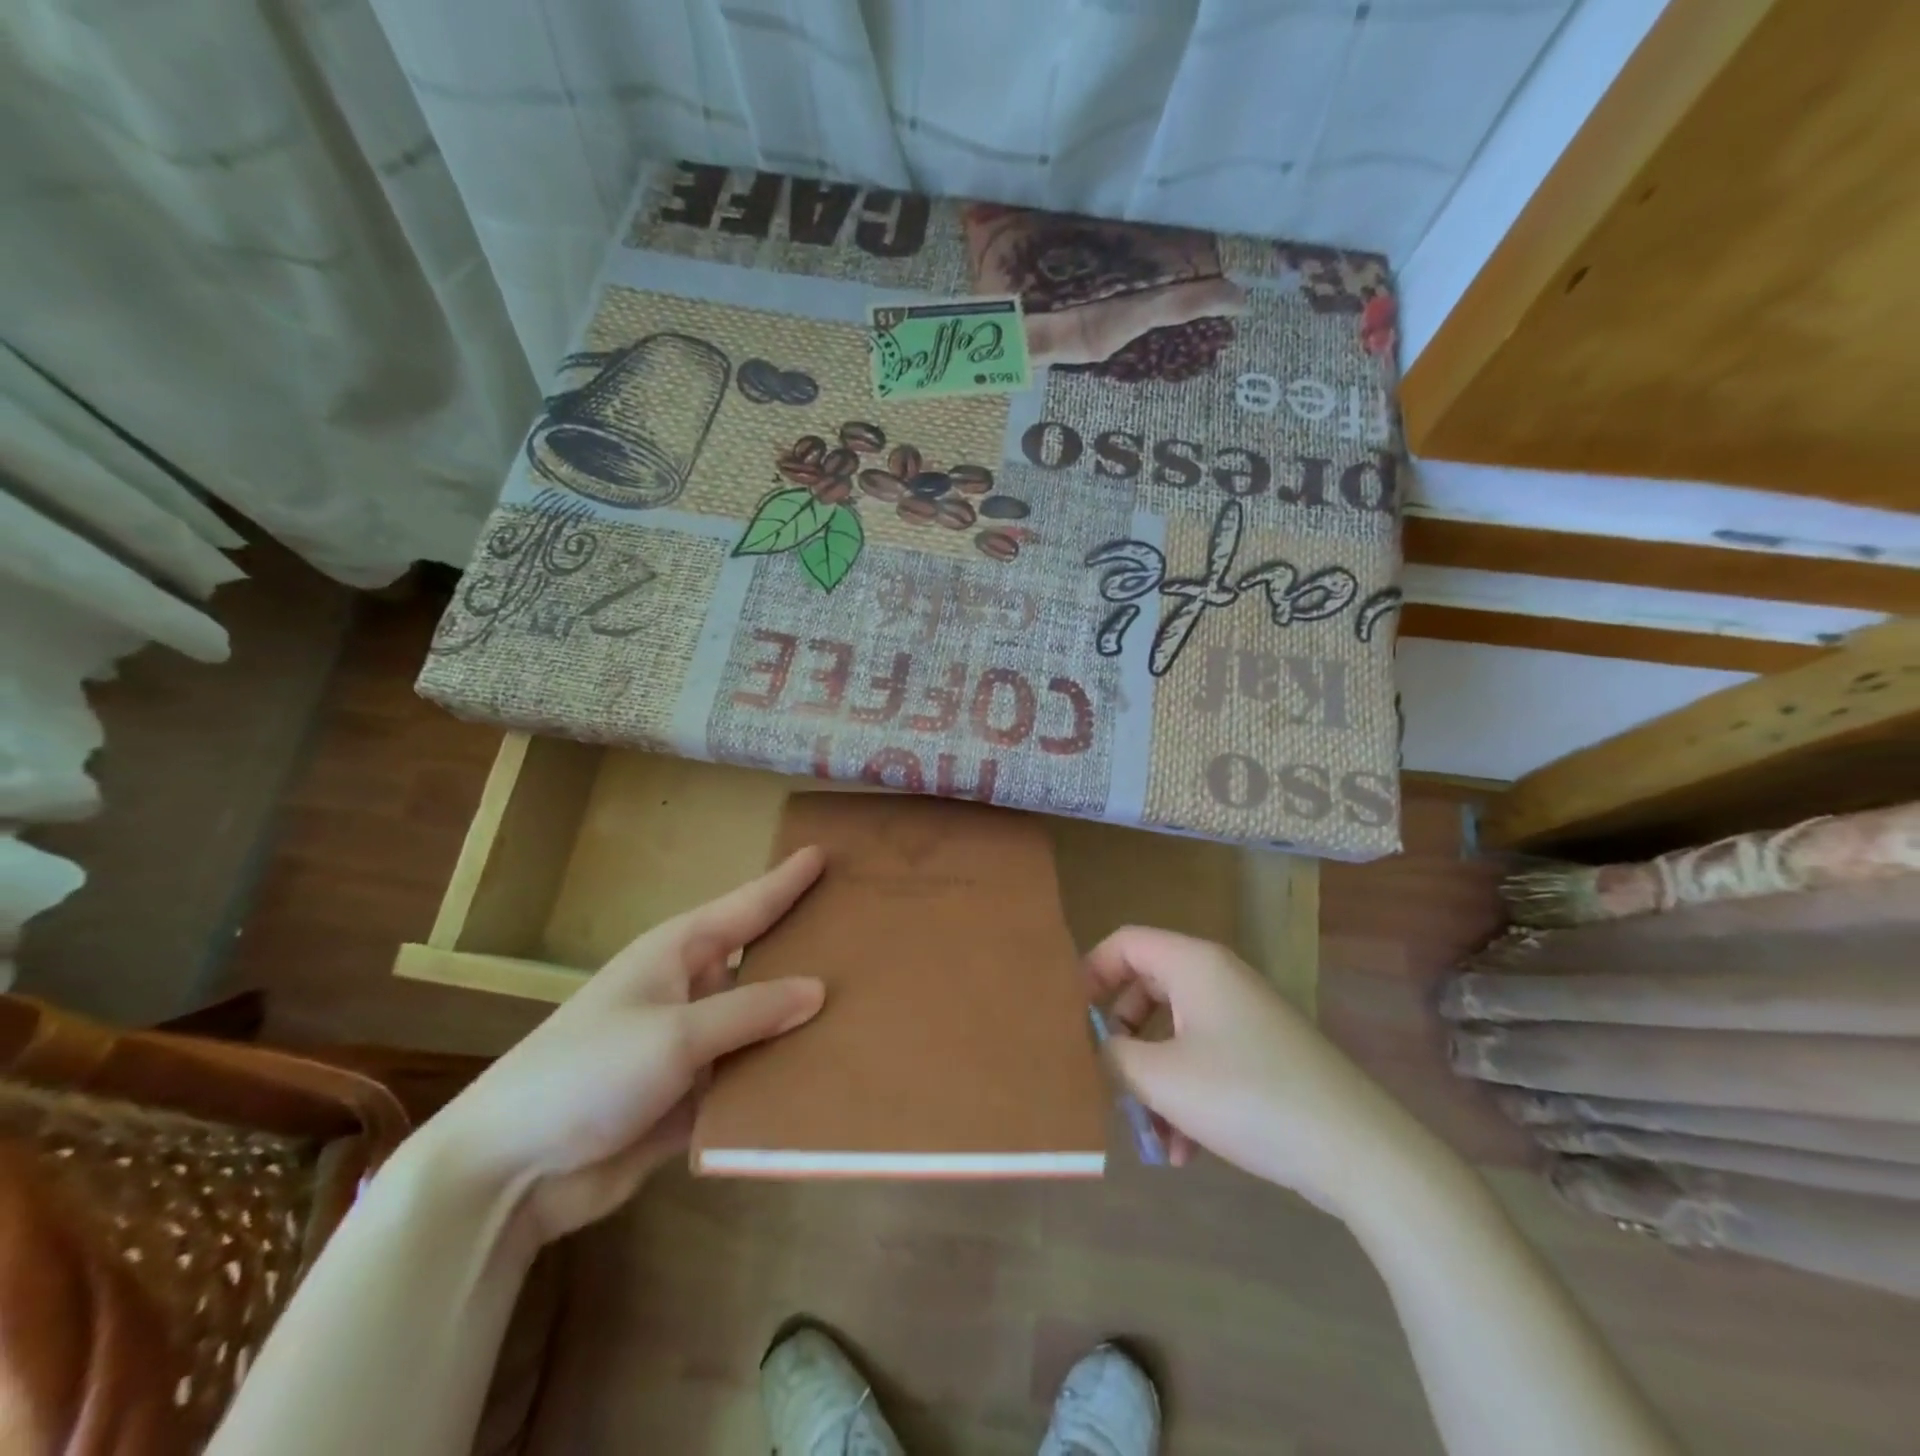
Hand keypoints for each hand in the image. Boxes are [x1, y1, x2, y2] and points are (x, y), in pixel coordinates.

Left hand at [400, 849, 827, 1247]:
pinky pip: (747, 1079)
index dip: (786, 882)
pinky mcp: (689, 1099)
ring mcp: (689, 1047)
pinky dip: (778, 1078)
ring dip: (798, 1024)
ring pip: (758, 1025)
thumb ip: (749, 1011)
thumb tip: (820, 989)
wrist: (510, 1173)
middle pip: (759, 964)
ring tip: (865, 1007)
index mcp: (676, 954)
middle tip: (866, 935)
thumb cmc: (586, 1073)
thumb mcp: (673, 1035)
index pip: (746, 907)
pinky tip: (826, 1077)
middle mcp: (687, 991)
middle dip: (805, 951)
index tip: (825, 855)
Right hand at [1085, 926, 1428, 1215]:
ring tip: (1150, 1137)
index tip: (1069, 1019)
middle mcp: (1217, 978)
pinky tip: (1185, 1151)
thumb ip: (1113, 1055)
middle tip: (1106, 1079)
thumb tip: (1094, 1045)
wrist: (1359, 1151)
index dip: (1090, 973)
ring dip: (1153, 1081)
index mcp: (1193, 964)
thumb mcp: (1163, 1078)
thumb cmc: (1248, 1097)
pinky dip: (1185, 1096)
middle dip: (1121, 1040)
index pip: (1124, 943)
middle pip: (1145, 989)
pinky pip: (1204, 1059)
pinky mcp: (1262, 1053)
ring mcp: (1243, 1016)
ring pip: (1173, 1034)